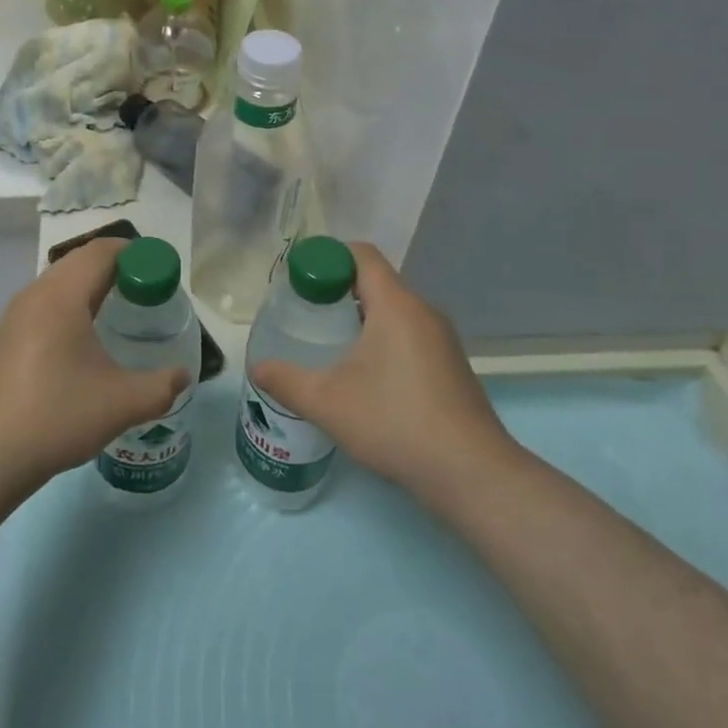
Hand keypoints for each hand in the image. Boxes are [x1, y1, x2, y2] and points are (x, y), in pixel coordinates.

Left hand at [0, 238, 189, 506]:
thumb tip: (183, 376)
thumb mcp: (121, 404)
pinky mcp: (5, 340)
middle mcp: (35, 295)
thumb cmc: (54, 417)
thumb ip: (161, 386)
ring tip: (122, 315)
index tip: (163, 275)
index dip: (138, 254)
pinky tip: (86, 345)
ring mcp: (14, 317)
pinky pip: (46, 306)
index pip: (103, 251)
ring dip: (93, 288)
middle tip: (149, 294)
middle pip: (81, 262)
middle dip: (118, 269)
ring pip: (61, 284)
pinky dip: (73, 308)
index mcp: (62, 295)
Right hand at [249, 243, 518, 506]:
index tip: (299, 280)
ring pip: (393, 311)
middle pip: (376, 282)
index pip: (361, 255)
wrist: (470, 473)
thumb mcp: (327, 401)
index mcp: (396, 304)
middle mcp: (423, 312)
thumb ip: (286, 381)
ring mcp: (442, 340)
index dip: (327, 258)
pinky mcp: (450, 367)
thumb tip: (257, 367)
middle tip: (306, 314)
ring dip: (361, 318)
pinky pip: (409, 335)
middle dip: (338, 291)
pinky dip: (382, 340)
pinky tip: (364, 377)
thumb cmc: (395, 422)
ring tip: (329, 345)